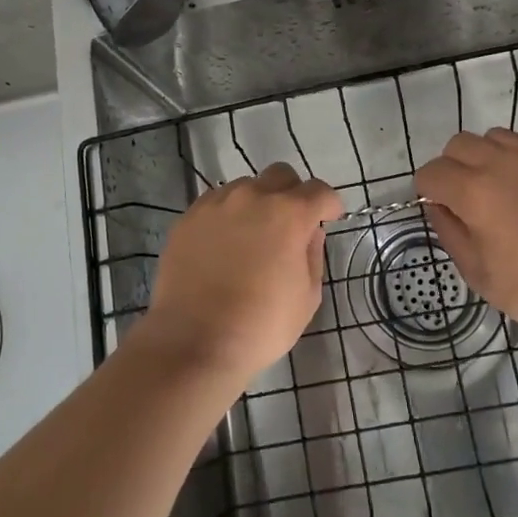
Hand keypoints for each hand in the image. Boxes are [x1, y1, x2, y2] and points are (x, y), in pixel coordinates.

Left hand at [142, 163, 342, 381]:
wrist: (194, 341)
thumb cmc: (261, 325)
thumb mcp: (307, 297)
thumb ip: (313, 255)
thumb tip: (310, 232)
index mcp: (289, 214)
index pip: (319, 190)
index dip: (329, 204)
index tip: (329, 218)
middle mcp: (252, 197)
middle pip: (281, 175)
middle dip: (293, 193)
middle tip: (290, 224)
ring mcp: (216, 204)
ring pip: (245, 187)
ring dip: (257, 203)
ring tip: (251, 238)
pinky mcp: (188, 218)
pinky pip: (216, 204)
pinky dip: (227, 216)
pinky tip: (223, 246)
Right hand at [415, 128, 517, 347]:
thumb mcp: (480, 275)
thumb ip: (450, 234)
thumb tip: (438, 207)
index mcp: (474, 192)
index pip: (431, 173)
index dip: (427, 192)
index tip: (441, 210)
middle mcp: (501, 161)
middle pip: (457, 144)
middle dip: (452, 168)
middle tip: (467, 199)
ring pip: (494, 136)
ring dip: (487, 157)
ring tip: (503, 188)